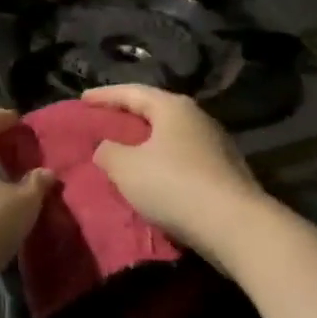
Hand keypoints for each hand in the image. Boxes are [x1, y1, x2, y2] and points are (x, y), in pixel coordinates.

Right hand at [83, 85, 268, 272]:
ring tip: (126, 151)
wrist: (234, 225)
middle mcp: (197, 118)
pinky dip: (164, 163)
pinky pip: (184, 159)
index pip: (132, 92)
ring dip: (148, 142)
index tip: (82, 98)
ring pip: (171, 137)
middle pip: (156, 111)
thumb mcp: (126, 168)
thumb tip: (106, 148)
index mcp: (173, 107)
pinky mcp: (225, 172)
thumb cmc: (173, 185)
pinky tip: (154, 177)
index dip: (105, 95)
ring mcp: (216, 145)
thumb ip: (108, 152)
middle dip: (129, 117)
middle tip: (105, 122)